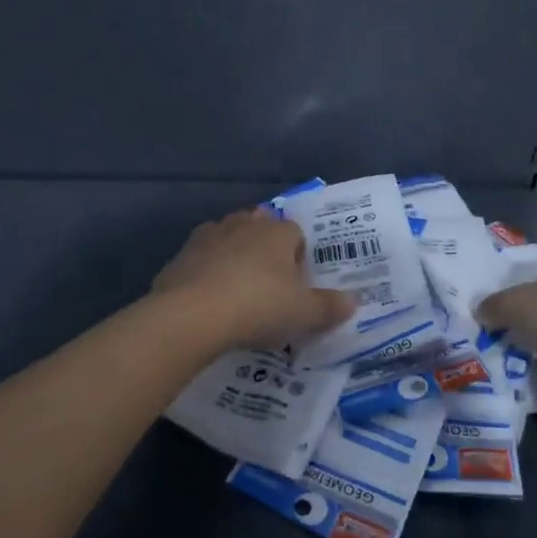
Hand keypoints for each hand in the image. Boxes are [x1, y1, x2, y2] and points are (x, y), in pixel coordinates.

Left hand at [153, 210, 353, 350]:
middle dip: (266, 252)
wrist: (193, 314)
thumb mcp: (303, 313)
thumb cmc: (259, 306)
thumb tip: (354, 301)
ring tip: (238, 293)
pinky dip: (207, 273)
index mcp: (278, 231)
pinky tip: (209, 300)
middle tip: (269, 288)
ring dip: (235, 258)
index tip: (296, 288)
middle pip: (261, 230)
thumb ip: (329, 306)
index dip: (299, 259)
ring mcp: (210, 235)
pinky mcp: (182, 254)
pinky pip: (202, 259)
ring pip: (229, 240)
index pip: (296, 234)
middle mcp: (245, 224)